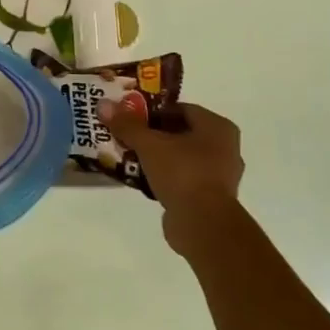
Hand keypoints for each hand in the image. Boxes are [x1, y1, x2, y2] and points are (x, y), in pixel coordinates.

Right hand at [109, 103, 245, 253]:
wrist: (202, 224)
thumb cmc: (182, 173)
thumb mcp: (149, 145)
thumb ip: (128, 125)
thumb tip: (104, 105)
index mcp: (218, 127)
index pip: (182, 109)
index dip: (154, 111)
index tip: (130, 118)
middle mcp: (225, 148)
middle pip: (182, 133)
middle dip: (153, 135)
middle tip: (127, 137)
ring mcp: (220, 175)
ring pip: (182, 157)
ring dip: (158, 157)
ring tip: (130, 158)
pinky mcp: (211, 198)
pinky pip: (184, 178)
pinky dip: (165, 176)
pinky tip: (143, 179)